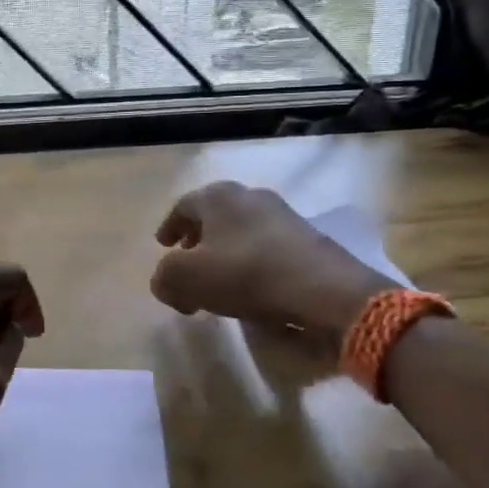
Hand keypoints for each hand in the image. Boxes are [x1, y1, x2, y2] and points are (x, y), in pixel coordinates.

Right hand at [150, 182, 395, 344]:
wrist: (325, 291)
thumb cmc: (247, 275)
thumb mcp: (187, 279)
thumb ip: (165, 277)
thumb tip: (165, 281)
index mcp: (218, 197)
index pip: (183, 206)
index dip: (169, 227)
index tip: (163, 246)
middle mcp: (250, 196)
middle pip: (213, 216)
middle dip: (196, 241)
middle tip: (187, 264)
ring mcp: (283, 215)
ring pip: (240, 231)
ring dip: (223, 254)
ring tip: (217, 283)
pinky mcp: (307, 238)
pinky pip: (265, 247)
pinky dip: (249, 263)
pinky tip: (250, 289)